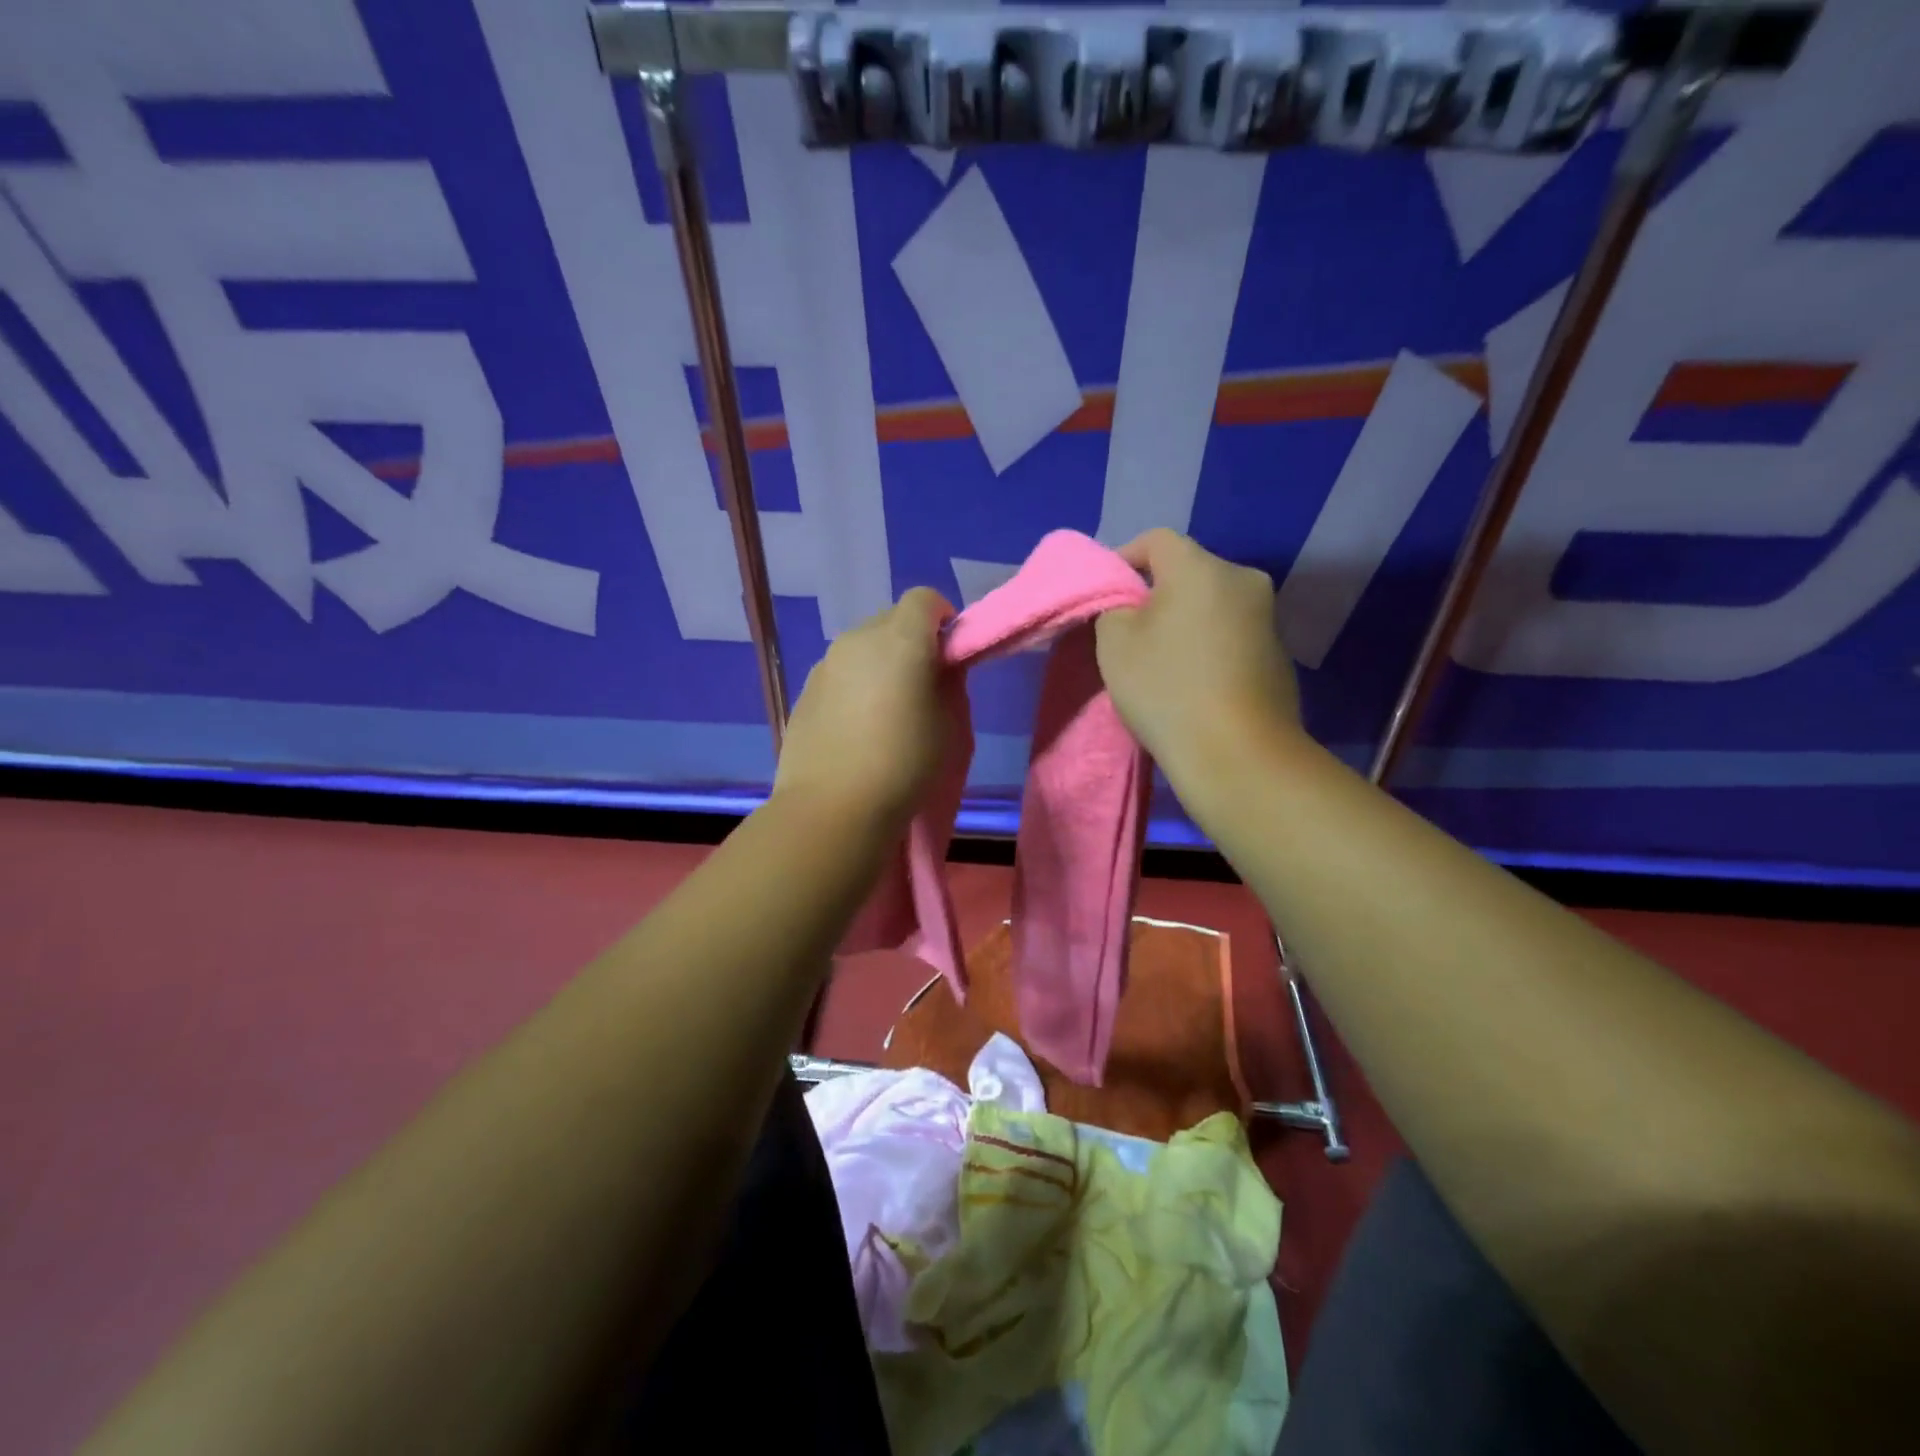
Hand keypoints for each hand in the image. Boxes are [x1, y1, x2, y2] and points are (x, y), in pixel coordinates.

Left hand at [773, 587, 956, 828]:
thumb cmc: (905, 765)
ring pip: (861, 649)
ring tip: (885, 714)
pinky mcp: (804, 692)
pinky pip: (839, 676)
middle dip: (910, 642)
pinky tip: (855, 731)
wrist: (832, 808)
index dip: (942, 619)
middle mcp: (858, 639)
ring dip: (878, 666)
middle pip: (890, 621)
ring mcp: (825, 664)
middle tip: (922, 687)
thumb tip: (940, 668)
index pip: (925, 599)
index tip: (950, 654)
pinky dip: (852, 689)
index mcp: (900, 639)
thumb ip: (950, 684)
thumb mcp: (950, 726)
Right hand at [1095, 529, 1302, 779]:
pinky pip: (1231, 634)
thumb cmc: (1166, 688)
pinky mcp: (1279, 655)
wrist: (1237, 754)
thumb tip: (1129, 604)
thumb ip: (1113, 607)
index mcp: (1202, 568)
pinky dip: (1208, 645)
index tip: (1106, 594)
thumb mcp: (1115, 643)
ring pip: (1212, 604)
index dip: (1124, 558)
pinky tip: (1193, 682)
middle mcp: (1243, 580)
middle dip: (1156, 593)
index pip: (1156, 540)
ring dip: (1184, 621)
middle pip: (1188, 571)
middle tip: (1129, 630)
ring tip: (1161, 659)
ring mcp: (1267, 618)